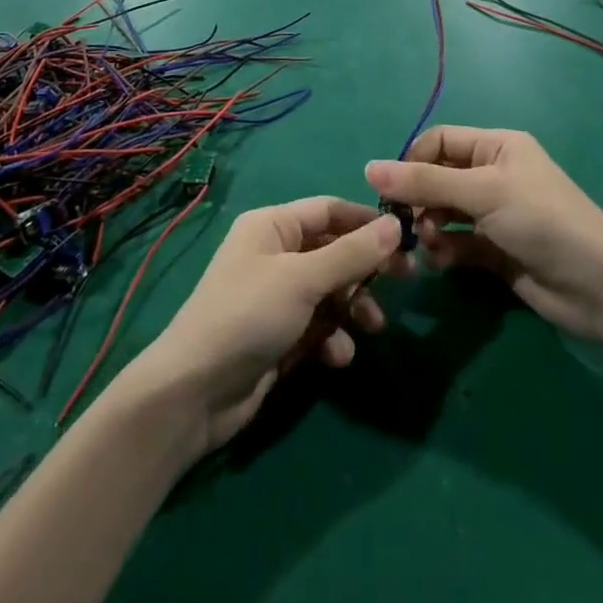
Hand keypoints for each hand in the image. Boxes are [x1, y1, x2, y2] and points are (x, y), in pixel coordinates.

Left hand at [116, 197, 405, 454]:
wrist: (196, 392)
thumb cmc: (248, 316)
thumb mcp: (302, 279)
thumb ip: (351, 254)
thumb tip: (394, 225)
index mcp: (272, 226)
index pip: (329, 210)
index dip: (366, 221)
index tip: (406, 238)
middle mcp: (275, 255)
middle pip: (333, 251)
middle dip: (366, 269)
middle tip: (406, 281)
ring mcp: (277, 297)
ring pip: (330, 292)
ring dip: (353, 307)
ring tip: (372, 327)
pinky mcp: (280, 336)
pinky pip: (318, 327)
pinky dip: (332, 338)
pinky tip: (336, 357)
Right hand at [366, 127, 602, 344]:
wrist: (598, 287)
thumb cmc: (541, 221)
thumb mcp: (482, 192)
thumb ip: (424, 183)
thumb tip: (369, 169)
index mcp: (496, 147)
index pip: (439, 142)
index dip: (412, 161)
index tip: (391, 190)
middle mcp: (493, 175)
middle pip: (438, 179)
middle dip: (419, 200)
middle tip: (407, 225)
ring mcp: (495, 215)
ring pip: (444, 213)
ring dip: (430, 228)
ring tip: (429, 245)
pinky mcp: (495, 251)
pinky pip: (457, 243)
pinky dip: (445, 251)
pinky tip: (442, 263)